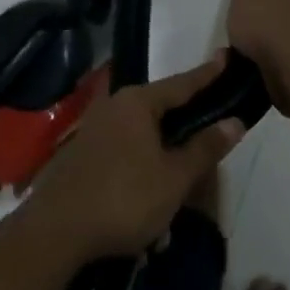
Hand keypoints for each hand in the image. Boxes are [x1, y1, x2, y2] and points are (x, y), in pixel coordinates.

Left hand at [27, 58, 244, 263]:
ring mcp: (94, 128)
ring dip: (162, 149)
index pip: (182, 83)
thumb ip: (205, 148)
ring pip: (141, 132)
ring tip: (182, 170)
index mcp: (138, 102)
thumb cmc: (123, 198)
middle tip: (211, 121)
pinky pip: (123, 149)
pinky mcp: (81, 153)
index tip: (225, 57)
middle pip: (160, 106)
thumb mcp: (174, 178)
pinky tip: (149, 192)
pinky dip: (141, 162)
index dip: (207, 74)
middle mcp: (114, 105)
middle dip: (185, 118)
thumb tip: (235, 121)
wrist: (54, 233)